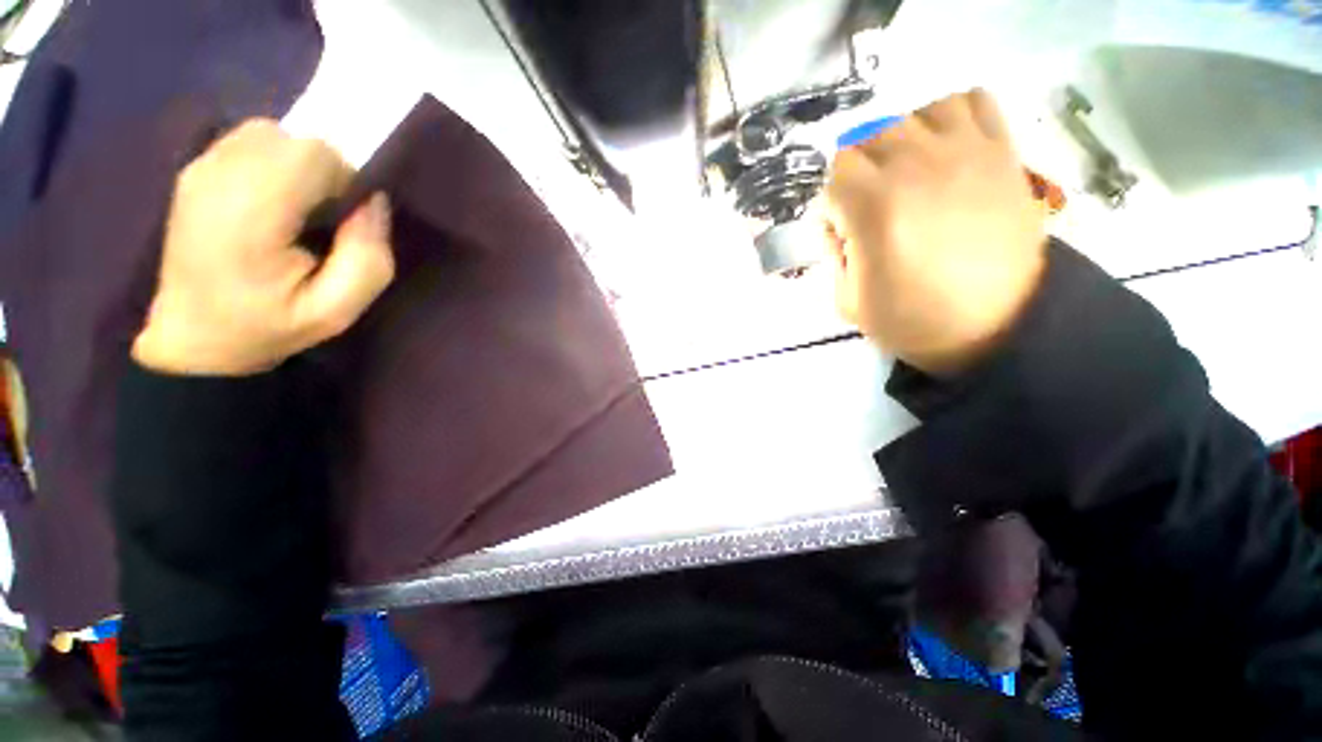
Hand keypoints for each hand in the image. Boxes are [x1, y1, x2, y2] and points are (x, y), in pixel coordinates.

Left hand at [133, 120, 394, 375]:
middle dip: (323, 170)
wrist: (194, 337)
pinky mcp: (193, 170)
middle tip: (324, 216)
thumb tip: (372, 201)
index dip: (344, 177)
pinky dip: (272, 161)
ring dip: (297, 163)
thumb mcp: (338, 311)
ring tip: (297, 208)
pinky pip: (248, 141)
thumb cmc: (269, 326)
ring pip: (270, 133)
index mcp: (250, 216)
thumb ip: (369, 257)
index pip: (311, 154)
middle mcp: (218, 178)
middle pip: (292, 138)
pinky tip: (271, 200)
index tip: (345, 217)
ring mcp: (199, 170)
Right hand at [824, 89, 1046, 375]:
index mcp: (874, 207)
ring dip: (900, 140)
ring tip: (906, 174)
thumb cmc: (914, 321)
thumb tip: (839, 227)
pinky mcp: (1000, 152)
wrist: (997, 327)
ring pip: (915, 114)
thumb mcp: (848, 301)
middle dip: (857, 172)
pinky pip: (972, 101)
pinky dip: (950, 116)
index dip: (831, 206)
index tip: (842, 233)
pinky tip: (945, 149)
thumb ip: (833, 256)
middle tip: (868, 207)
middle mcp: (915, 166)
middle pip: (868, 136)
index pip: (833, 176)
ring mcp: (964, 152)